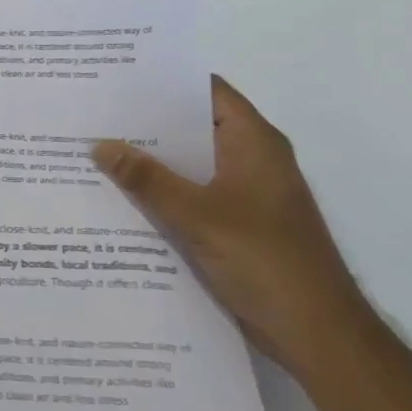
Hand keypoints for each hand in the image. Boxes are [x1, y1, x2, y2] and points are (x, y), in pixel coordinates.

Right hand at [94, 77, 373, 379]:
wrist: (318, 336)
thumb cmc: (267, 262)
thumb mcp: (199, 216)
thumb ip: (148, 179)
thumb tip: (100, 145)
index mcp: (254, 142)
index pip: (206, 91)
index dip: (164, 80)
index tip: (116, 75)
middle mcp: (250, 159)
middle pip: (192, 126)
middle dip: (145, 121)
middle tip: (93, 111)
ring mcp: (243, 194)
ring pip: (188, 164)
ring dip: (150, 161)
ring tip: (94, 148)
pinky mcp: (235, 225)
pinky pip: (190, 196)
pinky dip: (160, 192)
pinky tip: (119, 196)